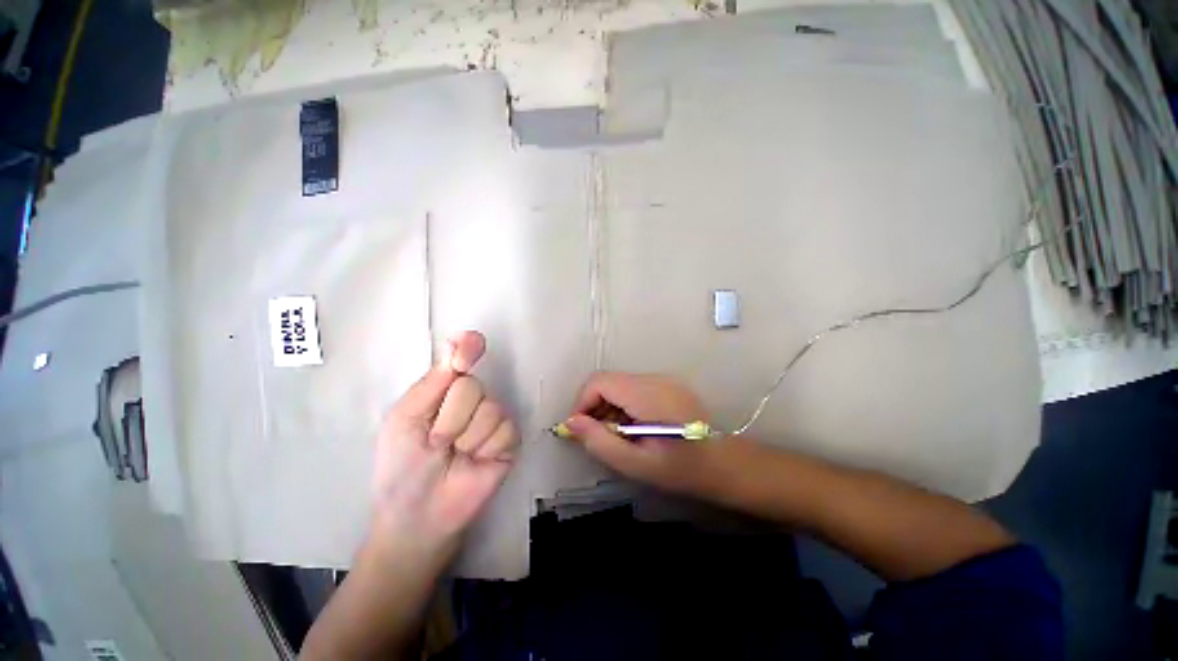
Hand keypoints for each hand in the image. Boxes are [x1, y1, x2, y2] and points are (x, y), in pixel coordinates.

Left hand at [370, 331, 518, 548]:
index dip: (468, 348)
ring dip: (466, 438)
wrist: (419, 514)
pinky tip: (477, 461)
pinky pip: (506, 430)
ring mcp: (493, 419)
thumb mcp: (404, 419)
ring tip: (456, 455)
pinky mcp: (509, 440)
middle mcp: (473, 399)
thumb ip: (432, 383)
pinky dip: (486, 448)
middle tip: (437, 442)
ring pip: (491, 409)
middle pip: (473, 386)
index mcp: (445, 390)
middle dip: (450, 418)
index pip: (463, 357)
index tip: (472, 344)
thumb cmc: (402, 465)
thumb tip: (457, 342)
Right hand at [562, 372, 738, 496]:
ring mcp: (663, 379)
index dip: (582, 402)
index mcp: (648, 394)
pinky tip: (632, 427)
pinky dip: (623, 405)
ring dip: (608, 406)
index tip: (580, 429)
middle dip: (594, 406)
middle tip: (597, 436)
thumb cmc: (680, 469)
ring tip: (616, 435)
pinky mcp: (667, 385)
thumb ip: (599, 441)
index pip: (599, 381)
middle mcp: (655, 379)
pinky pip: (633, 388)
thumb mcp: (635, 463)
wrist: (724, 464)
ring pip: (619, 384)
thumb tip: (570, 423)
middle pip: (608, 381)